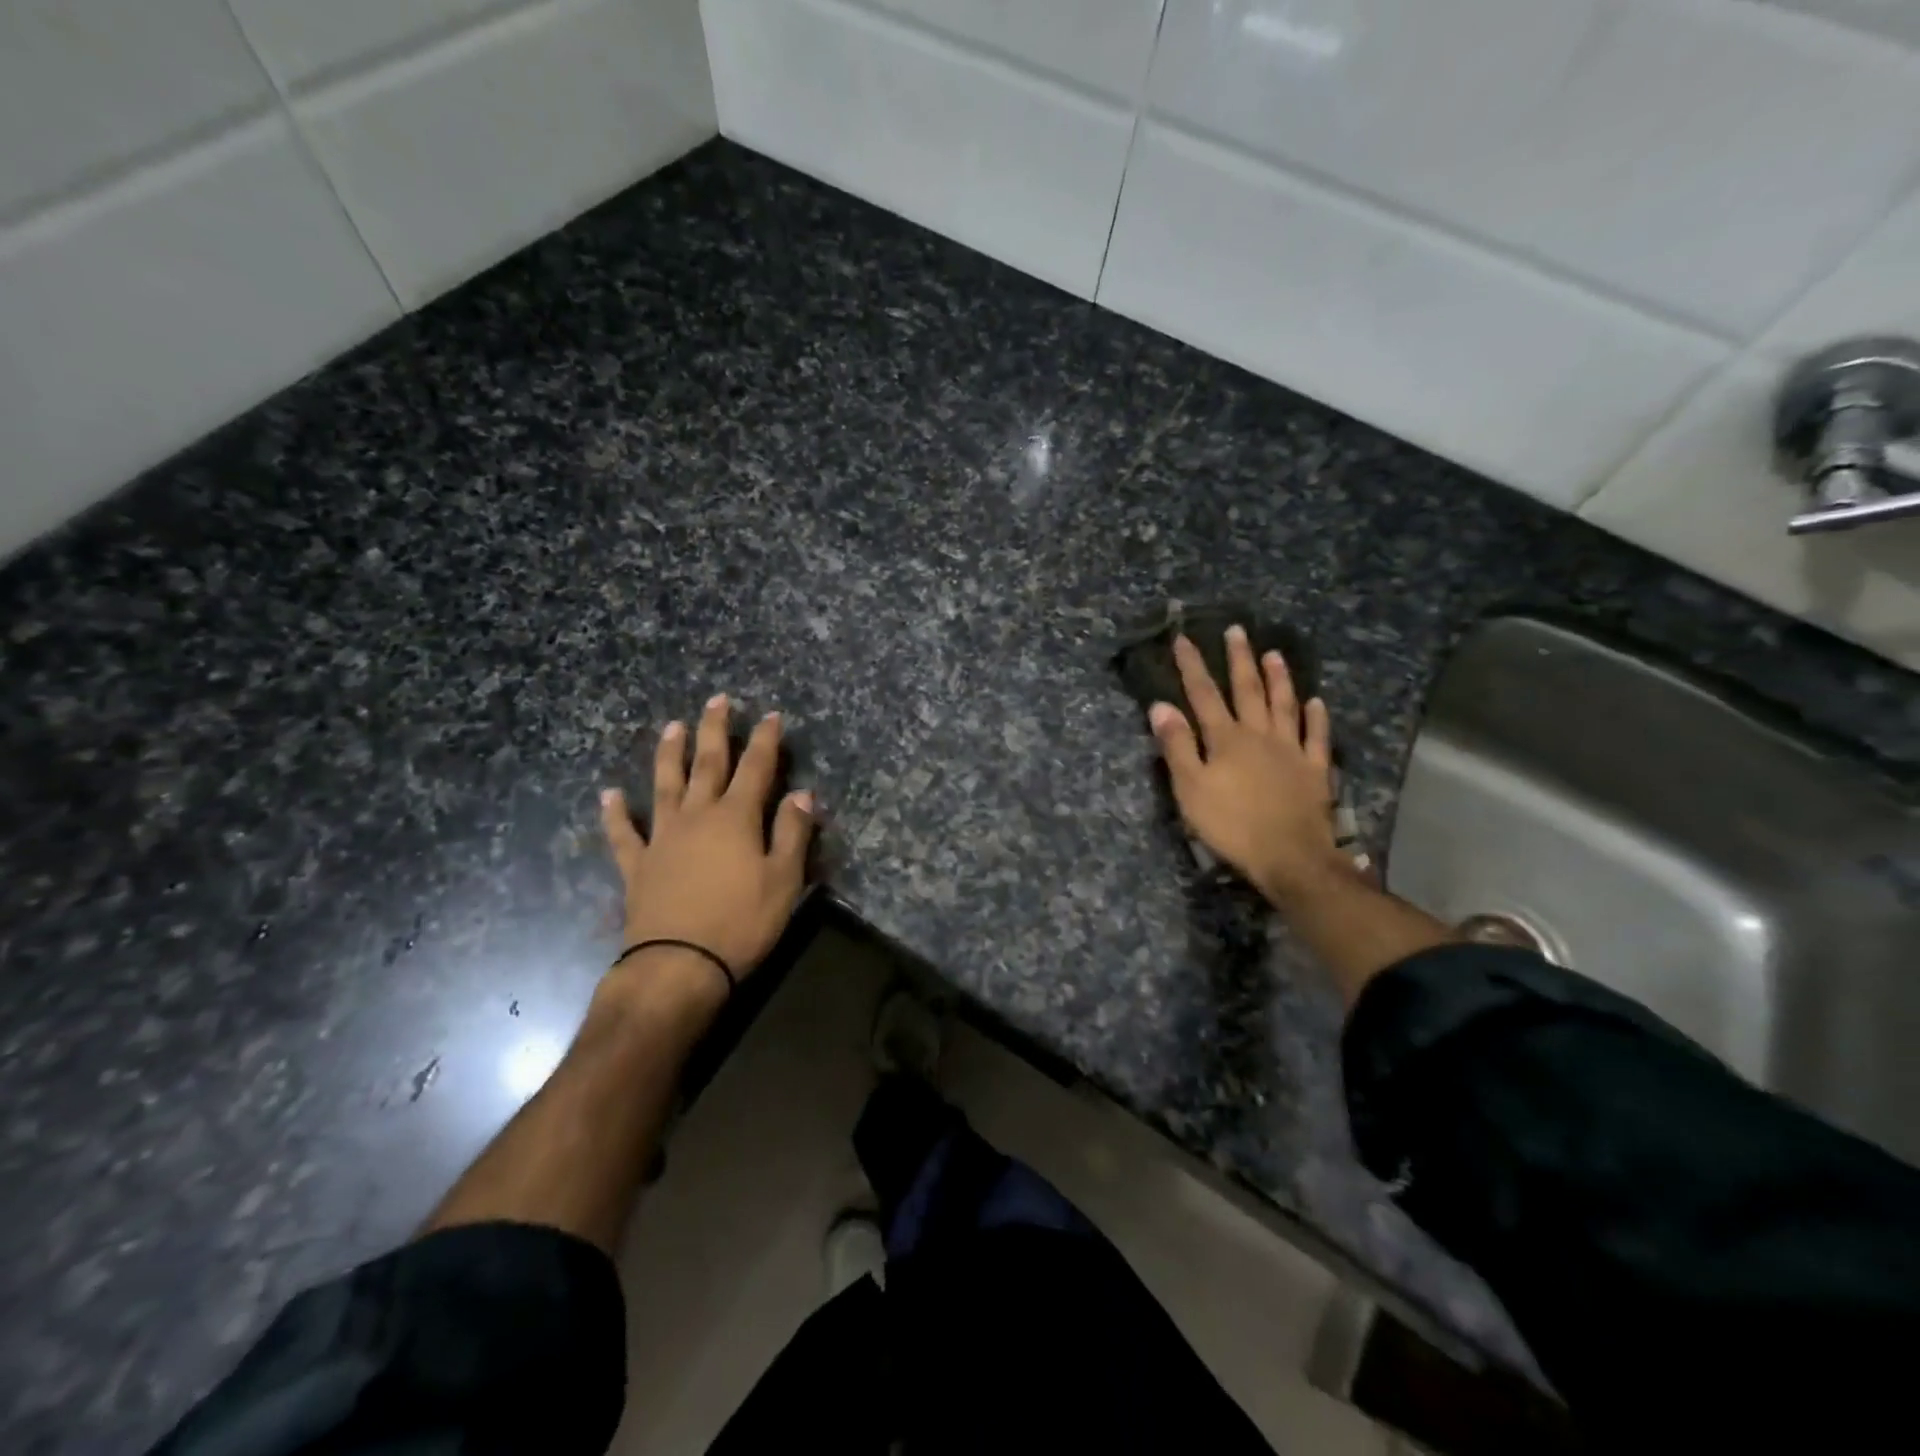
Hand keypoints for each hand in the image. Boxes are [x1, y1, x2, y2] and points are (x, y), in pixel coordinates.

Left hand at [599, 695, 813, 1007]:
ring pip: (665, 786)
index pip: (756, 768)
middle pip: (708, 764)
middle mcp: (697, 816)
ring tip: (671, 727)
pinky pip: (624, 834)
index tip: (770, 715)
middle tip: (716, 700)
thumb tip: (802, 794)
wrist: (679, 966)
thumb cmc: (742, 922)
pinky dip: (616, 814)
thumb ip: (793, 833)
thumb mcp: (784, 880)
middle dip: (715, 730)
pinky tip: (609, 795)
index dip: (765, 740)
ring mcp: (662, 838)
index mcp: (736, 818)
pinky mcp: (638, 866)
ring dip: (670, 755)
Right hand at [1148, 627, 1342, 906]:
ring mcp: (1291, 750)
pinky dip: (1317, 718)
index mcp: (1226, 739)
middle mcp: (1259, 735)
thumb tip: (1161, 706)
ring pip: (1284, 705)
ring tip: (1274, 654)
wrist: (1289, 857)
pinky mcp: (1315, 770)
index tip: (1184, 638)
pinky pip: (1316, 737)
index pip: (1204, 694)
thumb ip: (1177, 746)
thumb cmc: (1231, 825)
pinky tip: (1317, 702)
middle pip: (1248, 690)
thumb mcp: (1190, 788)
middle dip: (1239, 659)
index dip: (1193, 665)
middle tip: (1237, 631)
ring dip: (1279, 679)